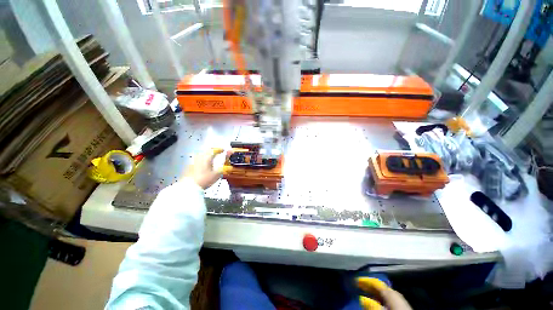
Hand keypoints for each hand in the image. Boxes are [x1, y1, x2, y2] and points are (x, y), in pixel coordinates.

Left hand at [183, 148, 227, 188]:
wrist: (189, 187)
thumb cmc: (205, 179)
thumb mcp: (217, 174)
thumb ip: (224, 167)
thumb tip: (230, 165)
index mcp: (207, 157)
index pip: (214, 150)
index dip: (219, 149)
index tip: (223, 150)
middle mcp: (199, 157)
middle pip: (206, 151)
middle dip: (212, 151)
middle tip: (217, 153)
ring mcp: (193, 161)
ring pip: (201, 155)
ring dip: (207, 155)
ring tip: (210, 158)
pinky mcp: (188, 167)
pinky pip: (197, 160)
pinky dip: (202, 160)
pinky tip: (203, 165)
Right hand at [357, 277, 411, 309]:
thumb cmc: (394, 309)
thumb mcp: (381, 309)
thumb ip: (372, 303)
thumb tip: (361, 297)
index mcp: (389, 291)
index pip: (375, 282)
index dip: (365, 280)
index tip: (356, 279)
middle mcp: (394, 291)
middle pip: (379, 287)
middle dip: (369, 286)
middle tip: (359, 285)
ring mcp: (399, 298)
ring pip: (384, 293)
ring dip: (374, 292)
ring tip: (366, 293)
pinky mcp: (401, 304)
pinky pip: (388, 298)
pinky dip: (380, 297)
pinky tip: (376, 300)